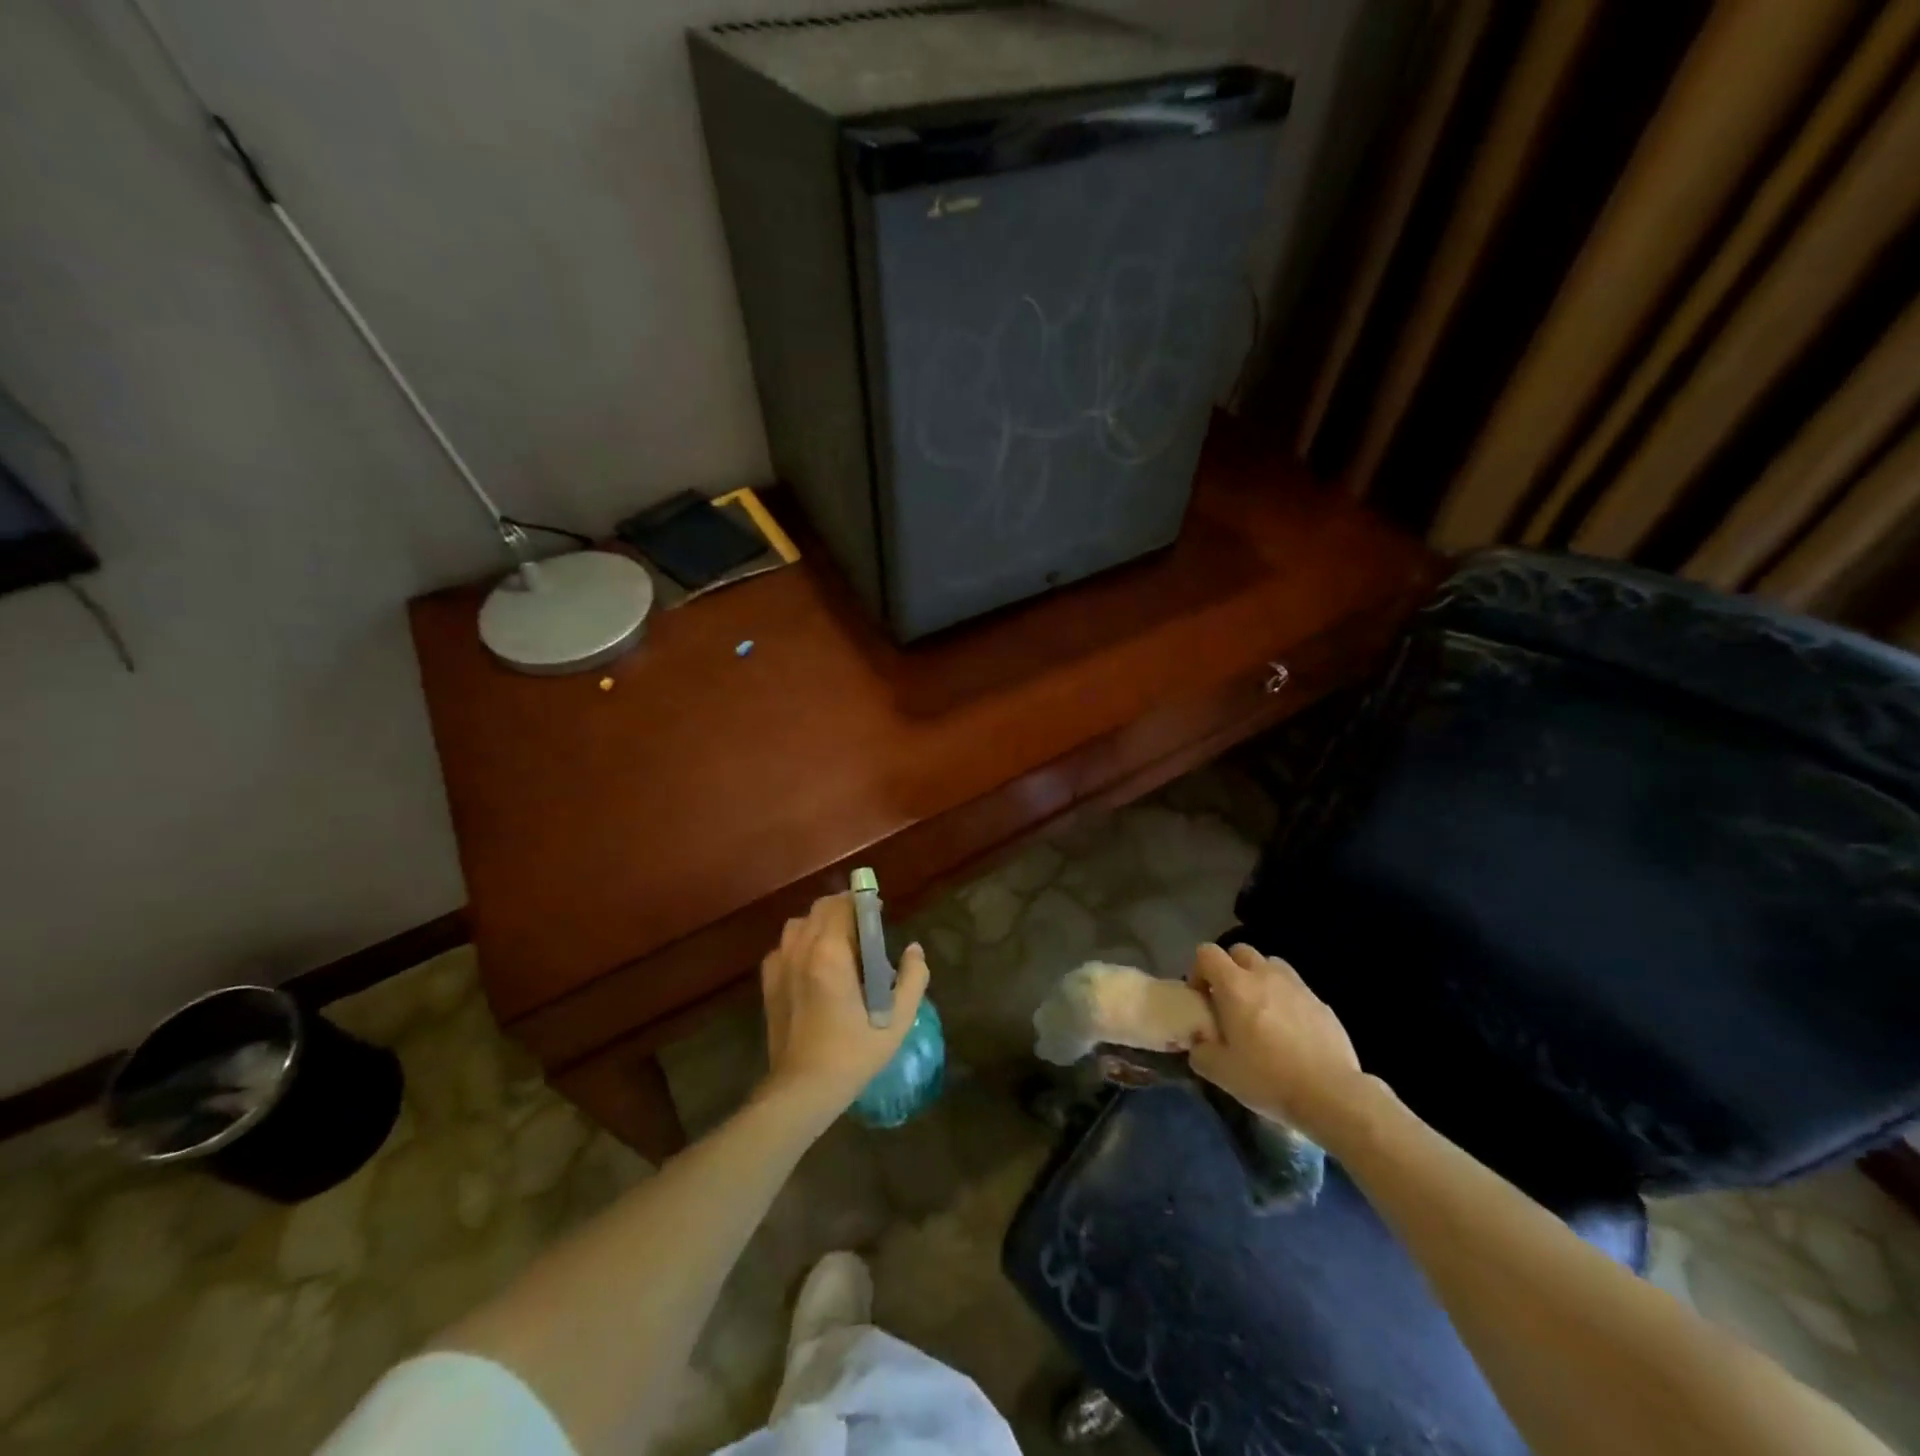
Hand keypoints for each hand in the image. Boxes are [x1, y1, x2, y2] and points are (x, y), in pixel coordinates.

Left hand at [758, 894, 929, 1116]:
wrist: (803, 1088)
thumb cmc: (853, 1052)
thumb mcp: (898, 1019)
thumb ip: (913, 978)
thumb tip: (914, 950)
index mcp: (830, 952)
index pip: (843, 905)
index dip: (862, 901)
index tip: (879, 911)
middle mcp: (801, 949)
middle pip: (819, 908)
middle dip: (842, 908)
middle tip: (864, 927)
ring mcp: (780, 964)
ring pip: (798, 924)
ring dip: (819, 923)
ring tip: (838, 943)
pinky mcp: (769, 982)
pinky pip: (784, 946)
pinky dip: (800, 943)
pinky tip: (813, 965)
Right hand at [1188, 943, 1367, 1144]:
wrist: (1331, 1095)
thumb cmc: (1268, 1078)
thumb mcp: (1220, 1072)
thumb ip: (1200, 1052)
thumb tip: (1199, 1043)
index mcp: (1235, 986)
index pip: (1207, 953)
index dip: (1198, 970)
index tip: (1201, 998)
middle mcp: (1265, 976)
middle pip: (1240, 951)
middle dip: (1230, 969)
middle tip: (1230, 1001)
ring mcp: (1297, 987)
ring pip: (1271, 965)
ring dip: (1260, 979)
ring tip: (1261, 1010)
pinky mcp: (1322, 1003)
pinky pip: (1296, 989)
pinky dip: (1286, 1000)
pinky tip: (1290, 1031)